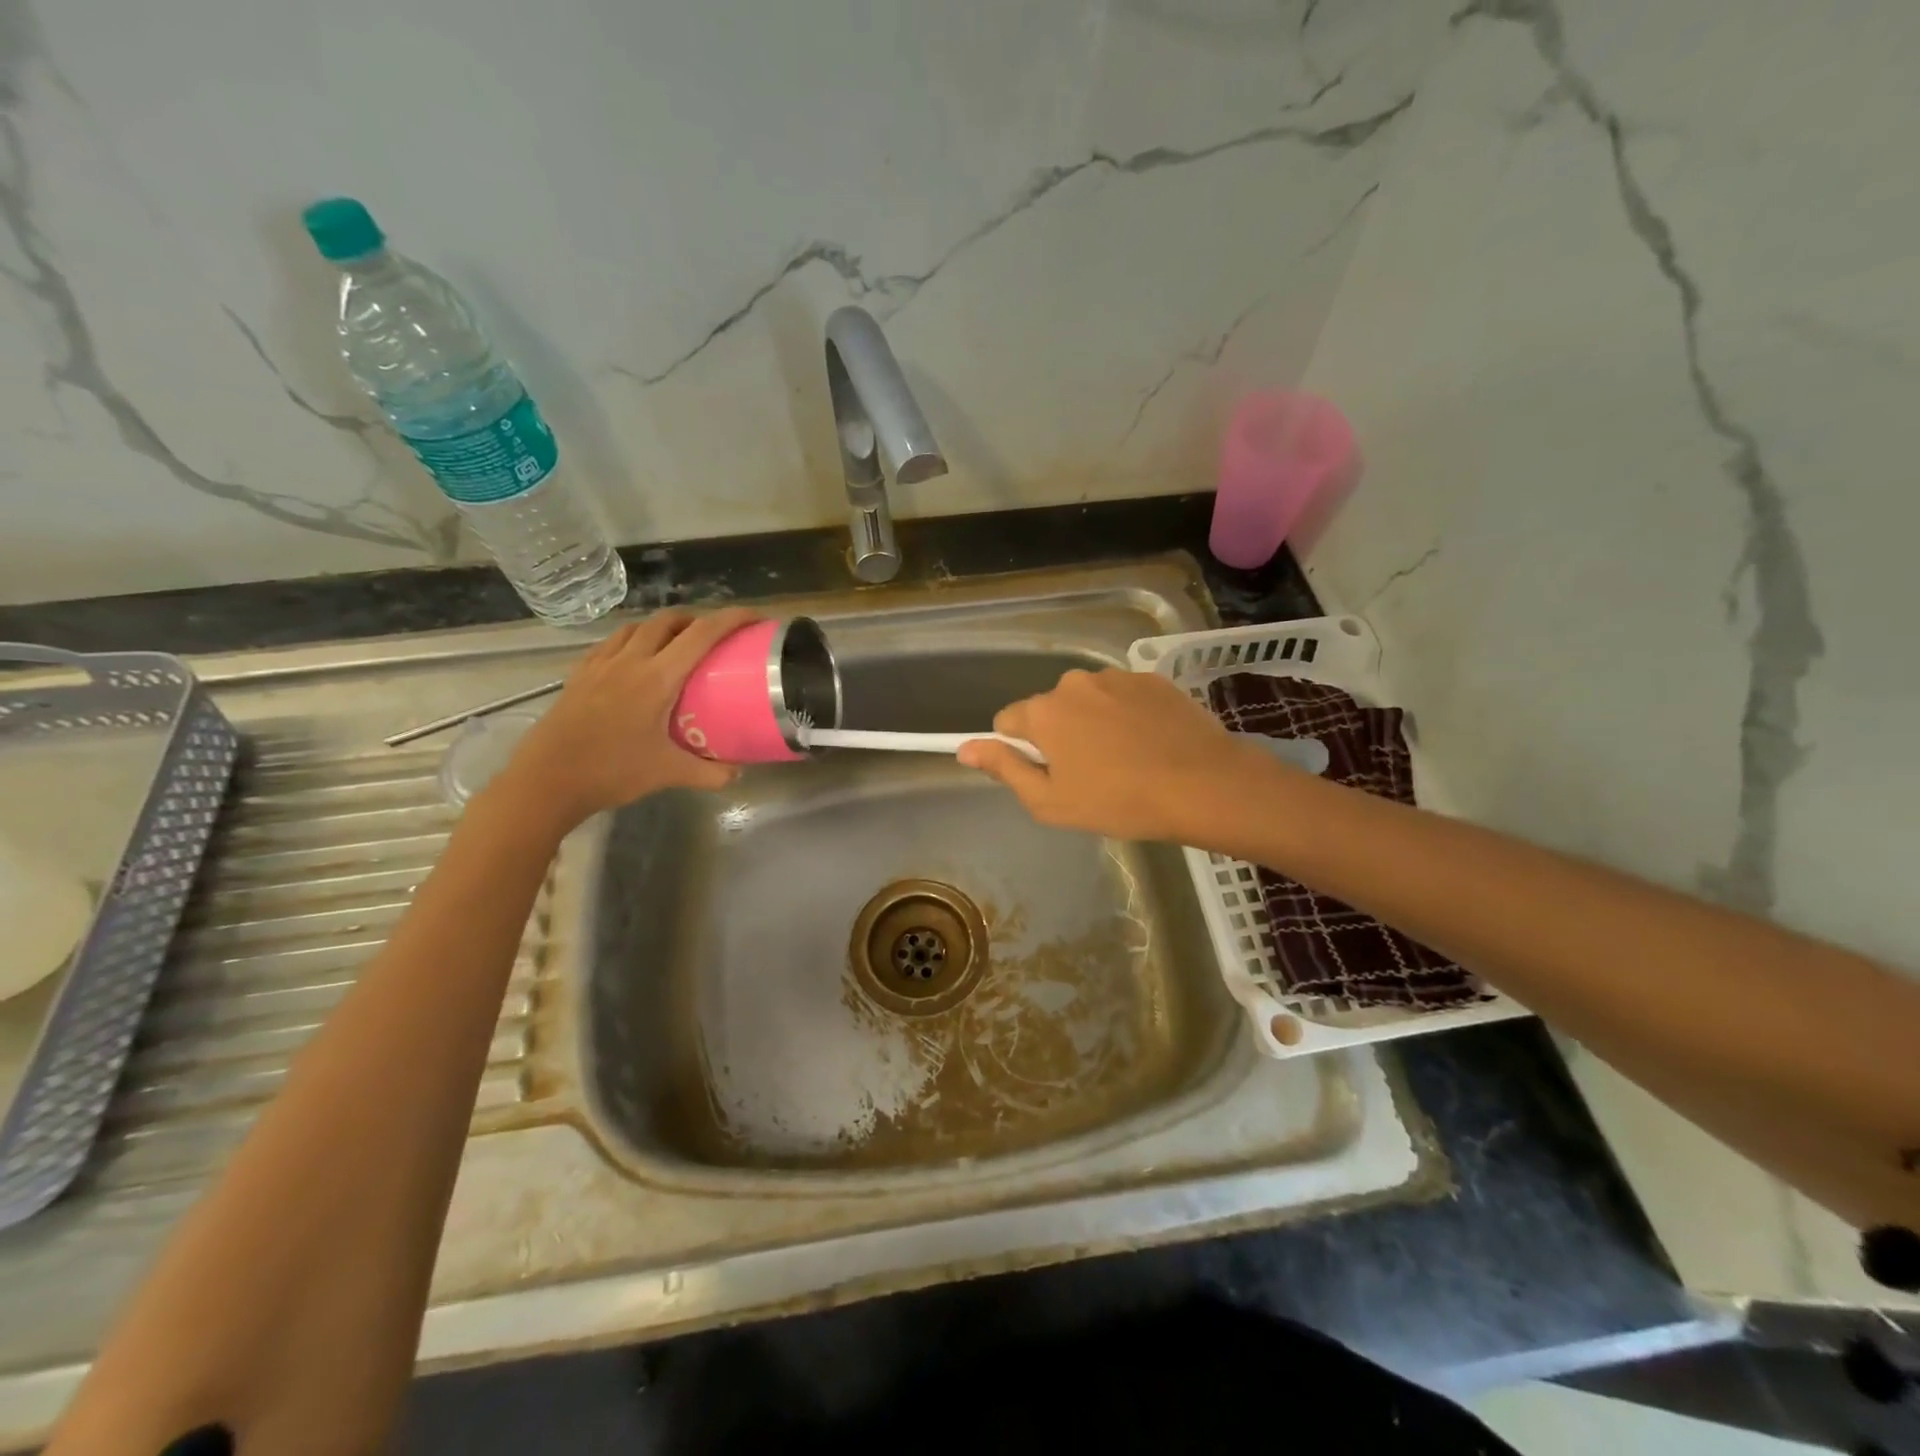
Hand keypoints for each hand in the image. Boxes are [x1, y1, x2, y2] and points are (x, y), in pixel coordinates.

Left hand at [497, 608, 760, 829]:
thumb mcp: (668, 774)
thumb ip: (709, 772)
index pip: (702, 634)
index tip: (755, 617)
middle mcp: (629, 661)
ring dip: (662, 626)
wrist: (546, 781)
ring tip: (677, 644)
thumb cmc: (611, 772)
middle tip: (715, 636)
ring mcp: (600, 665)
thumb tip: (738, 773)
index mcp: (657, 678)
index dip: (732, 619)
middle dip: (696, 619)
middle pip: (668, 621)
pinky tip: (634, 660)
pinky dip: (632, 640)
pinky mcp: (579, 675)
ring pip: (636, 627)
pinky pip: (611, 643)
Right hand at [956, 668, 1267, 841]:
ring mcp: (1116, 677)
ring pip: (1087, 701)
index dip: (1020, 750)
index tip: (1046, 774)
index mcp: (1043, 711)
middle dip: (1058, 735)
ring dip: (1093, 723)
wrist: (1203, 785)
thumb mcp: (1050, 801)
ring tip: (1124, 760)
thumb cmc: (1118, 801)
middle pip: (1049, 708)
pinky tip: (1149, 744)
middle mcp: (1074, 682)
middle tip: (1087, 774)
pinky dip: (1127, 716)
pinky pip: (1123, 696)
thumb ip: (1004, 769)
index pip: (1007, 721)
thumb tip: (965, 747)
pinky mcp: (1152, 679)